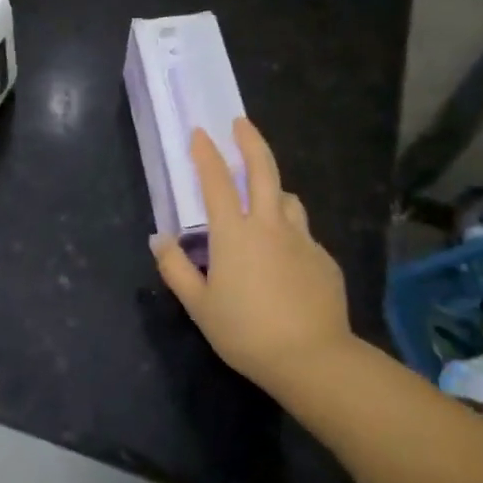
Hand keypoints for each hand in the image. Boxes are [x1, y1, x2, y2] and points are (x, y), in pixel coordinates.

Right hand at [153, 117, 351, 387]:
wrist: (313, 358)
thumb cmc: (246, 332)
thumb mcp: (199, 306)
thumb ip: (176, 269)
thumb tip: (159, 239)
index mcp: (235, 234)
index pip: (217, 182)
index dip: (206, 154)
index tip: (200, 132)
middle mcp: (270, 226)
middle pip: (264, 171)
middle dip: (251, 142)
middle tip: (241, 123)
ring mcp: (302, 240)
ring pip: (289, 199)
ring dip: (275, 189)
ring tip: (265, 197)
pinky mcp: (324, 259)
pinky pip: (302, 233)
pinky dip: (289, 231)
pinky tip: (284, 257)